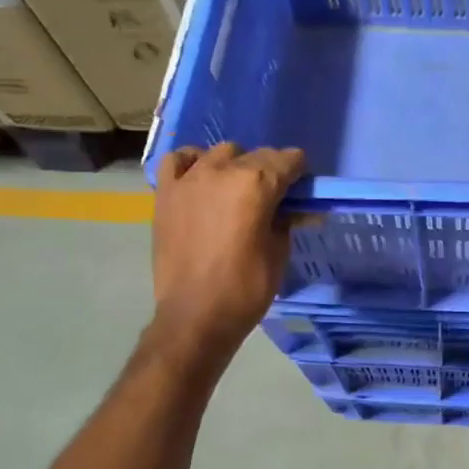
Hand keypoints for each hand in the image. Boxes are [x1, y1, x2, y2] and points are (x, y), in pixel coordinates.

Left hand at [152, 143, 305, 359]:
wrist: (195, 316)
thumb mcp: (279, 253)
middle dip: (270, 169)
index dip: (299, 171)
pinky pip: (178, 161)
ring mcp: (189, 179)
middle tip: (273, 196)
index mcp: (256, 183)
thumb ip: (286, 221)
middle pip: (255, 154)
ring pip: (219, 153)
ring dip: (234, 165)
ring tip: (236, 189)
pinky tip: (201, 180)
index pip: (287, 159)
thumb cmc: (246, 288)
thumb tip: (295, 209)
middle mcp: (222, 170)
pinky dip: (193, 163)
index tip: (302, 187)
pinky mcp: (166, 193)